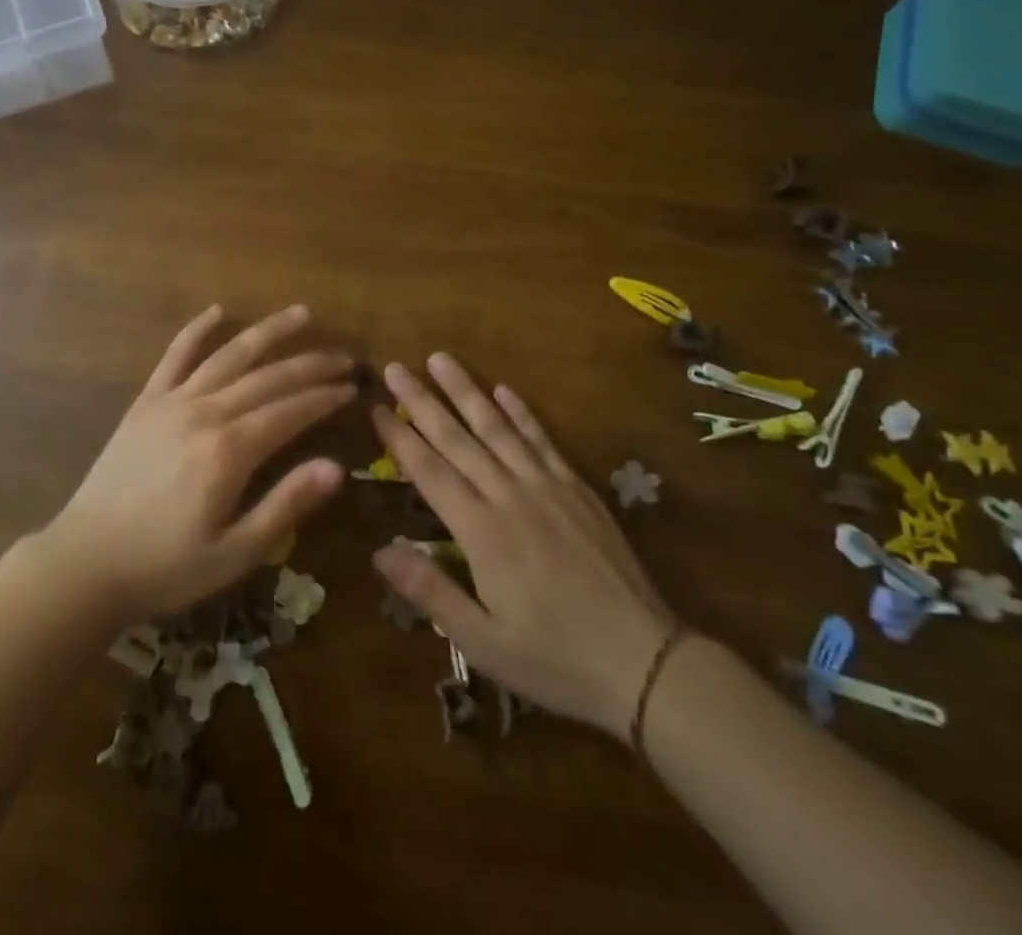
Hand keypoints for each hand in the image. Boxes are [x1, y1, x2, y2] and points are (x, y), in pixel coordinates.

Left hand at [35, 305, 351, 622]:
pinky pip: (175, 355)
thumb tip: (338, 468)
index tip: (352, 388)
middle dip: (310, 364)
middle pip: (268, 377)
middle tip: (344, 358)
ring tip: (301, 314)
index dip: (324, 398)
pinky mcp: (146, 401)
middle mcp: (205, 412)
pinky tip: (217, 310)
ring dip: (268, 332)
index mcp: (230, 451)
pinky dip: (197, 330)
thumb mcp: (234, 553)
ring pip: (229, 355)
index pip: (291, 411)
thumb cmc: (166, 566)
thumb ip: (286, 505)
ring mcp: (172, 401)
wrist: (86, 561)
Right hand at [370, 354, 678, 739]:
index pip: (429, 471)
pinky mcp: (577, 490)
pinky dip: (521, 413)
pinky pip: (543, 441)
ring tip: (441, 359)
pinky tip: (504, 390)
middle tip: (396, 367)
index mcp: (481, 531)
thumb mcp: (483, 642)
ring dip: (466, 391)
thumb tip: (379, 549)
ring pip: (498, 428)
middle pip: (457, 438)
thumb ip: (430, 591)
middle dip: (422, 401)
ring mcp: (547, 487)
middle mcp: (509, 495)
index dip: (399, 438)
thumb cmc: (555, 658)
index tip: (375, 407)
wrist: (645, 662)